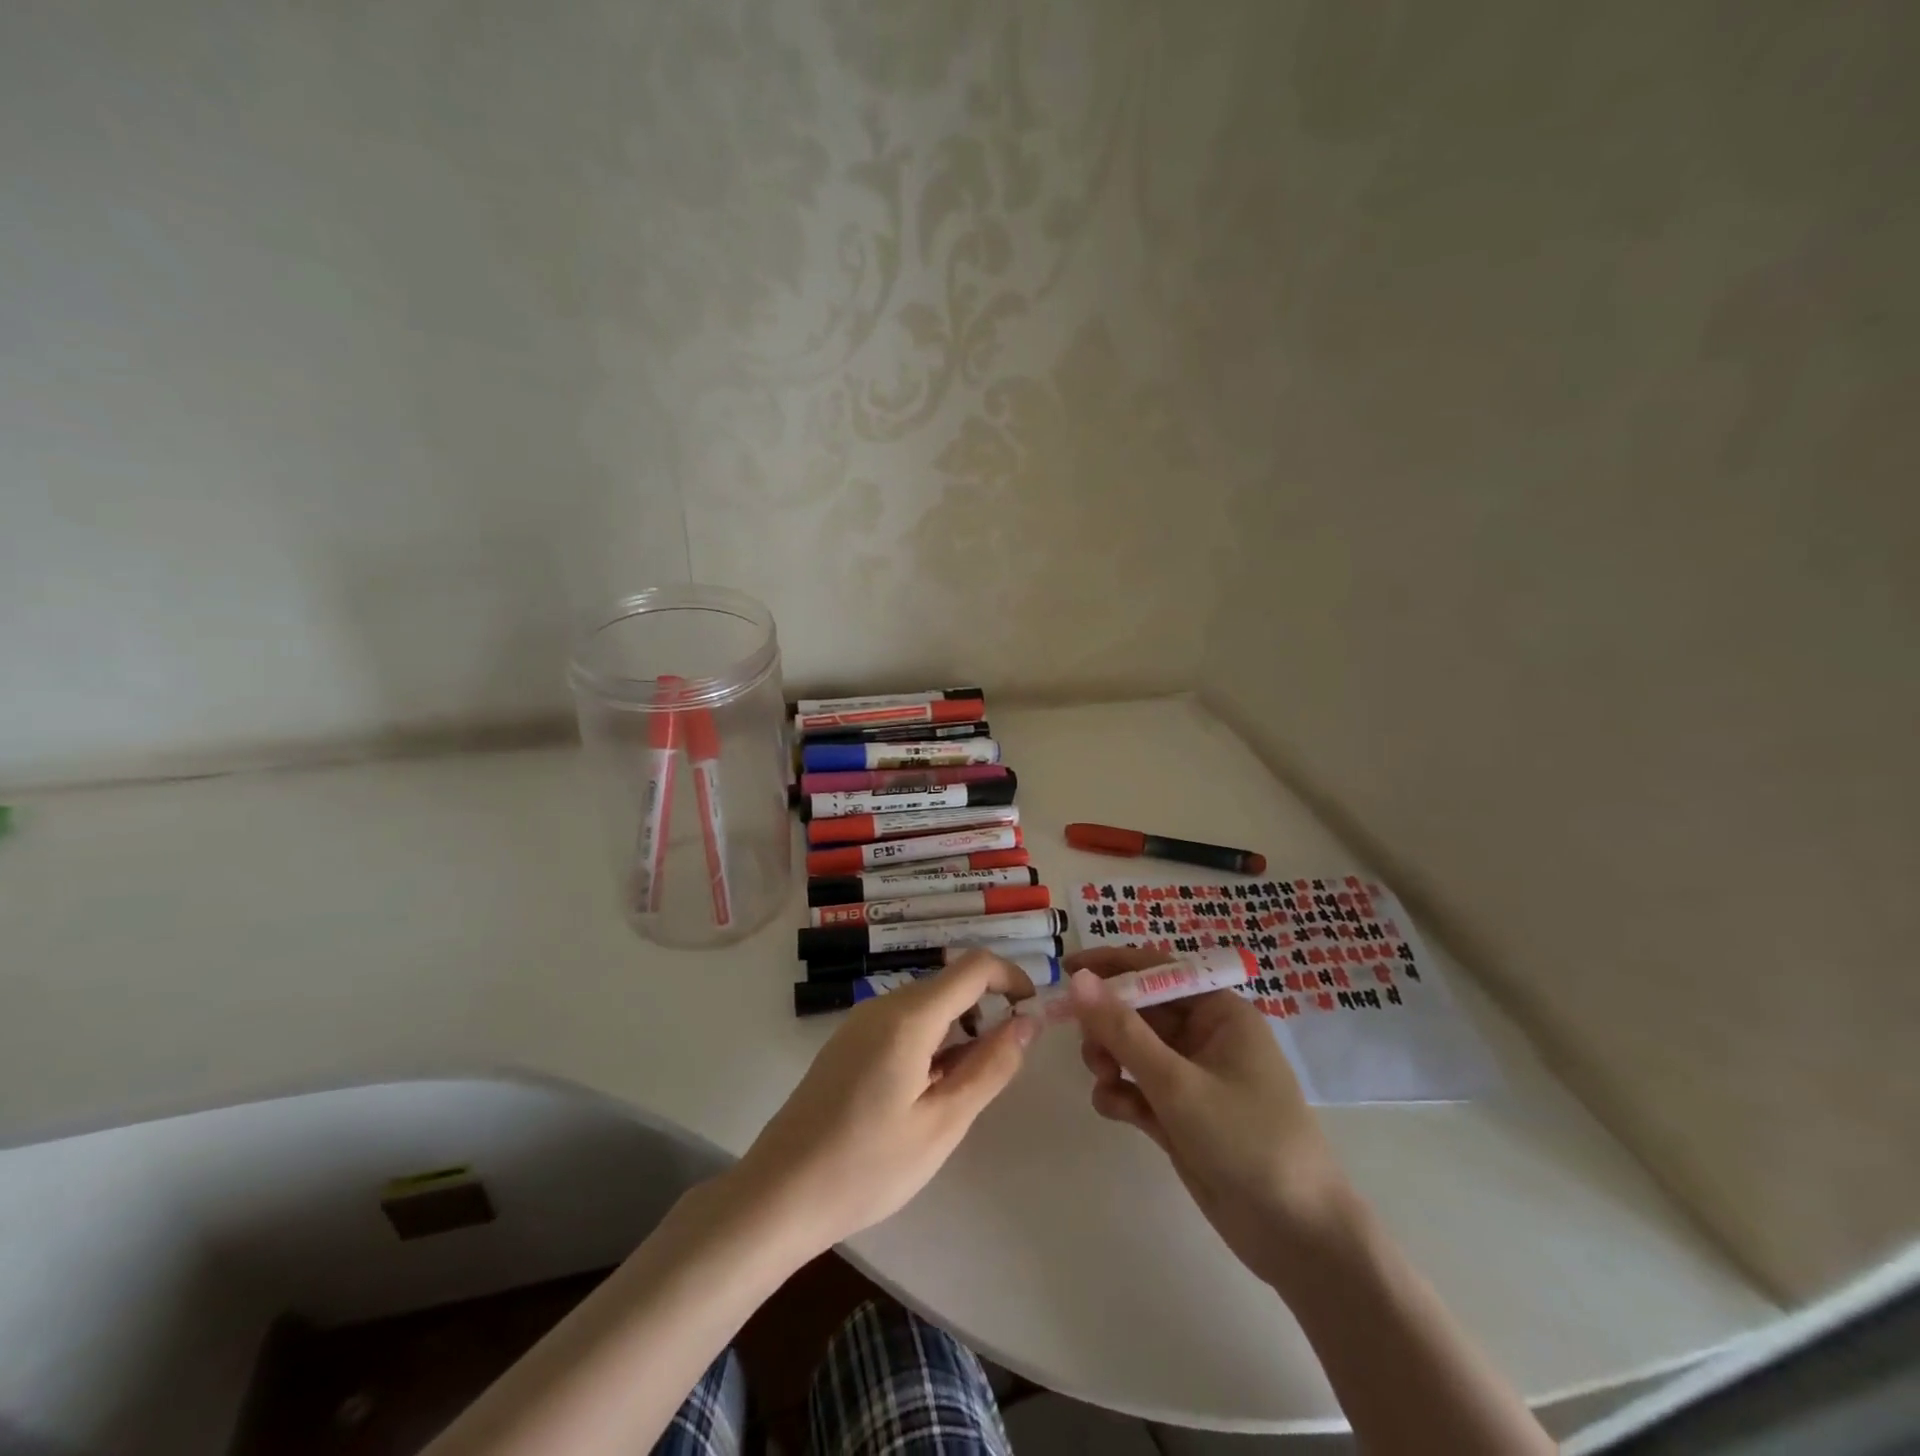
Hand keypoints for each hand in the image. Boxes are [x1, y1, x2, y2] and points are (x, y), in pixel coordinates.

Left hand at [734, 951, 1037, 1256]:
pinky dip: (930, 1041)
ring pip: (927, 1004)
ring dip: (957, 1030)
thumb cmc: (867, 1166)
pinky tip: (923, 1093)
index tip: (1032, 1014)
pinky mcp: (848, 1042)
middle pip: (950, 984)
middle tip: (997, 1071)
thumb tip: (1027, 1021)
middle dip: (985, 1011)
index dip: (1012, 978)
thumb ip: (990, 1067)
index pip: (974, 966)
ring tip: (957, 1091)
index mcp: (908, 1017)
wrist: (779, 1194)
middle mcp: (883, 1005)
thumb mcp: (942, 1124)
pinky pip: (902, 1022)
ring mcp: (860, 1022)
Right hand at [1067, 948, 1353, 1289]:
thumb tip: (1079, 980)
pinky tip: (1113, 1109)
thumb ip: (1122, 1030)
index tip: (1066, 969)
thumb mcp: (1178, 1083)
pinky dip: (1121, 1093)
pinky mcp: (1182, 1116)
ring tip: (1102, 1079)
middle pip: (1140, 1010)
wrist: (1298, 1239)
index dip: (1112, 966)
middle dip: (1107, 1023)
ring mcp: (1193, 1078)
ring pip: (1134, 1049)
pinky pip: (1140, 1088)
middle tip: (1086, 1046)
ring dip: (1110, 1058)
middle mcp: (1206, 1037)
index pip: (1157, 970)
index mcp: (1219, 1012)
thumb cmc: (1247, 1140)